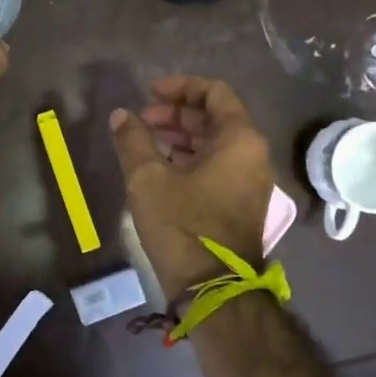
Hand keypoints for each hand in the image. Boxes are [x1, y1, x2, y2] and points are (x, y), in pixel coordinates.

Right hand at [110, 76, 274, 299]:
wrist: (213, 289)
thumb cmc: (183, 226)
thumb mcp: (148, 179)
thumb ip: (133, 140)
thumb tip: (122, 115)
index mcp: (239, 139)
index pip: (215, 93)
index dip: (180, 87)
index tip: (149, 94)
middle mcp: (253, 155)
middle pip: (215, 118)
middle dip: (176, 115)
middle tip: (141, 122)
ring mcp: (250, 182)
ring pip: (215, 144)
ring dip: (180, 138)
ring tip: (145, 144)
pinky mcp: (241, 205)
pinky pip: (217, 167)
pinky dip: (190, 160)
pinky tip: (160, 169)